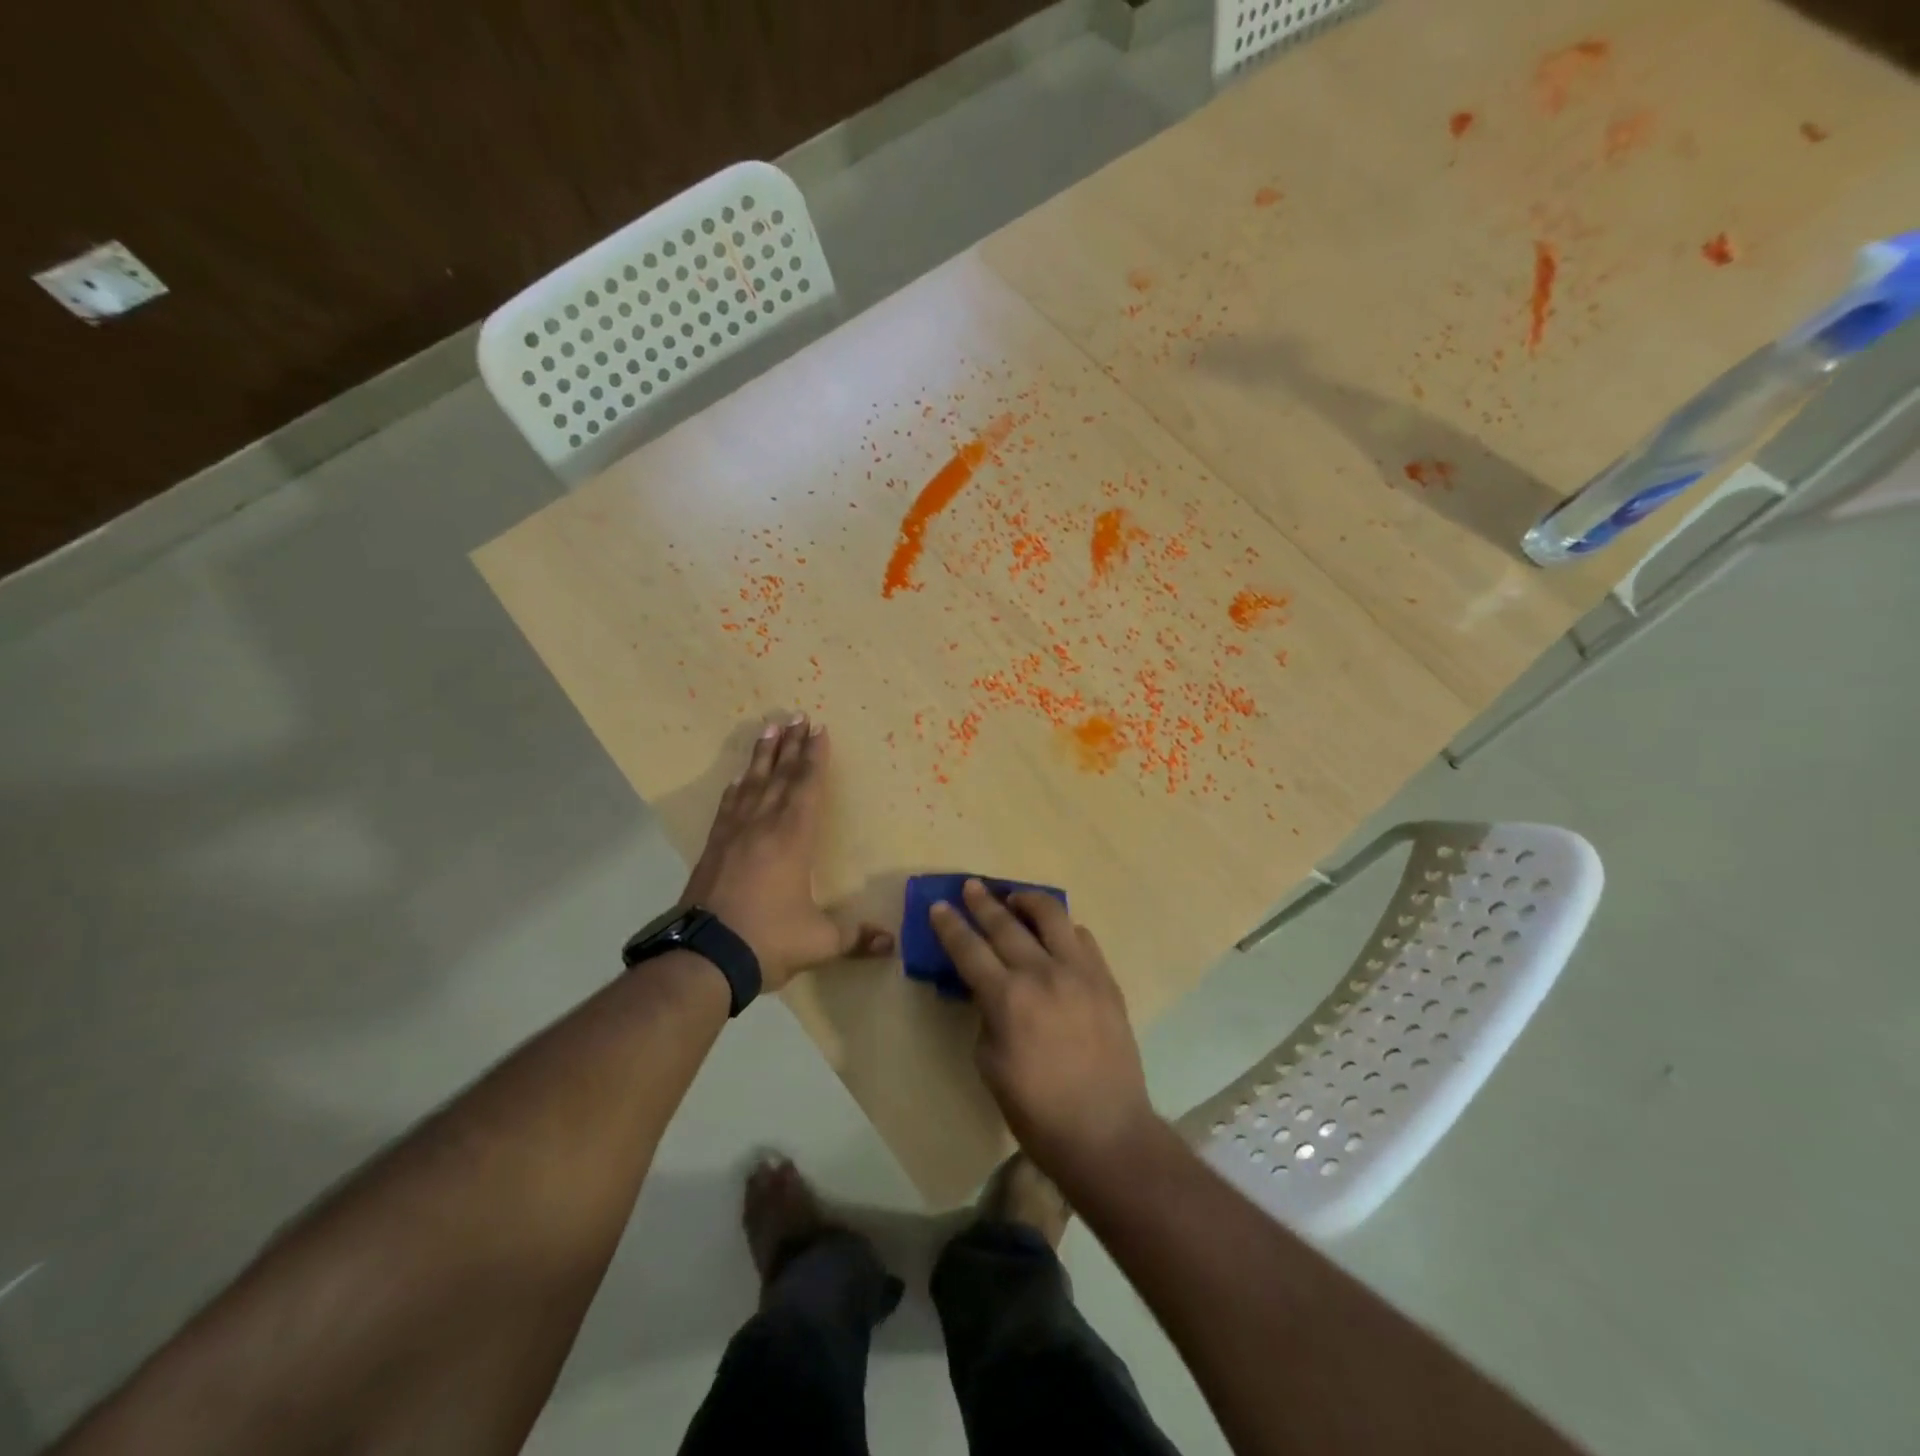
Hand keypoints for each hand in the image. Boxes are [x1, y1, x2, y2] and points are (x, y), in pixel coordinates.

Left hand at [681, 716, 893, 991]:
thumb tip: (891, 944)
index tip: (819, 730)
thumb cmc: (767, 940)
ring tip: (769, 728)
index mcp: (792, 838)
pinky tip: (738, 778)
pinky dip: (737, 787)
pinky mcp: (713, 848)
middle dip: (791, 745)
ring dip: (762, 755)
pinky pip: (729, 806)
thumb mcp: (818, 942)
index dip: (814, 758)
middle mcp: (763, 825)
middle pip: (779, 775)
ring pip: (752, 783)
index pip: (806, 787)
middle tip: (797, 715)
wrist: (704, 957)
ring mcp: (734, 834)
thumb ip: (854, 937)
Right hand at [931, 881, 1158, 1182]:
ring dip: (1028, 900)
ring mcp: (1080, 972)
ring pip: (1052, 916)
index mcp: (1008, 999)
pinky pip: (1082, 939)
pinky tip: (1055, 932)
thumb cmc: (1037, 1111)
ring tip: (1015, 897)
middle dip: (983, 902)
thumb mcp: (990, 1065)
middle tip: (971, 886)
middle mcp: (1043, 974)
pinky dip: (1063, 929)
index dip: (951, 925)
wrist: (1106, 1131)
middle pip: (1006, 924)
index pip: (970, 949)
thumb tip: (991, 992)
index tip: (940, 905)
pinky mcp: (1106, 980)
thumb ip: (987, 1016)